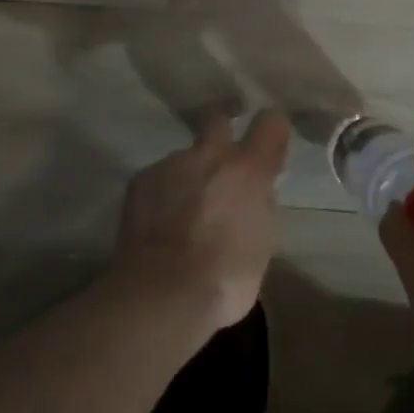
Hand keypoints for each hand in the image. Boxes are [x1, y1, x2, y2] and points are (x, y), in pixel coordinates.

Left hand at [112, 108, 291, 332]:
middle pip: (218, 118)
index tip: (270, 144)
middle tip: (224, 158)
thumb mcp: (262, 246)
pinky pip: (159, 178)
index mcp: (248, 169)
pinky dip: (164, 194)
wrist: (160, 294)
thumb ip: (260, 208)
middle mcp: (210, 155)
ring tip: (185, 212)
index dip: (272, 130)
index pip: (271, 122)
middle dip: (223, 129)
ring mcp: (171, 164)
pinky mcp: (141, 180)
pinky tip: (160, 225)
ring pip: (186, 157)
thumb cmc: (224, 279)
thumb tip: (256, 195)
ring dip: (190, 175)